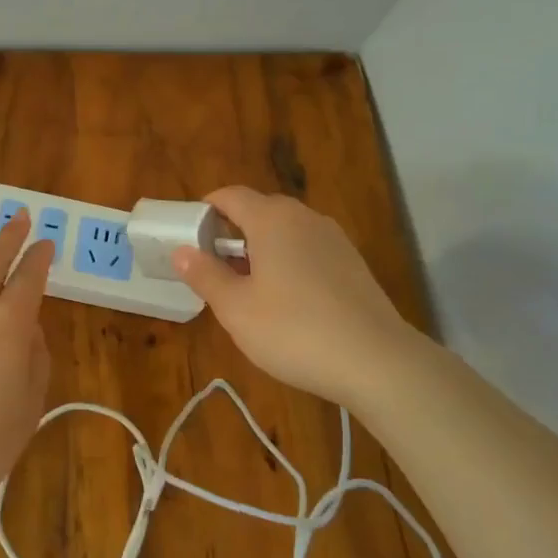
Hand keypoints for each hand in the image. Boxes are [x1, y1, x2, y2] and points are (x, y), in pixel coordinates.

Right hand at [173, 186, 413, 407]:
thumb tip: (181, 250)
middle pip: (259, 210)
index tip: (189, 235)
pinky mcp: (353, 263)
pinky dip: (289, 262)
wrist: (377, 361)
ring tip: (247, 287)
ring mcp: (334, 239)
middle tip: (213, 267)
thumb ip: (205, 275)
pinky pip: (309, 250)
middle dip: (232, 232)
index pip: (230, 196)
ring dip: (261, 249)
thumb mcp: (235, 308)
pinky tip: (287, 301)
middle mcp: (304, 218)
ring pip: (286, 232)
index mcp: (271, 219)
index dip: (206, 210)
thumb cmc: (293, 330)